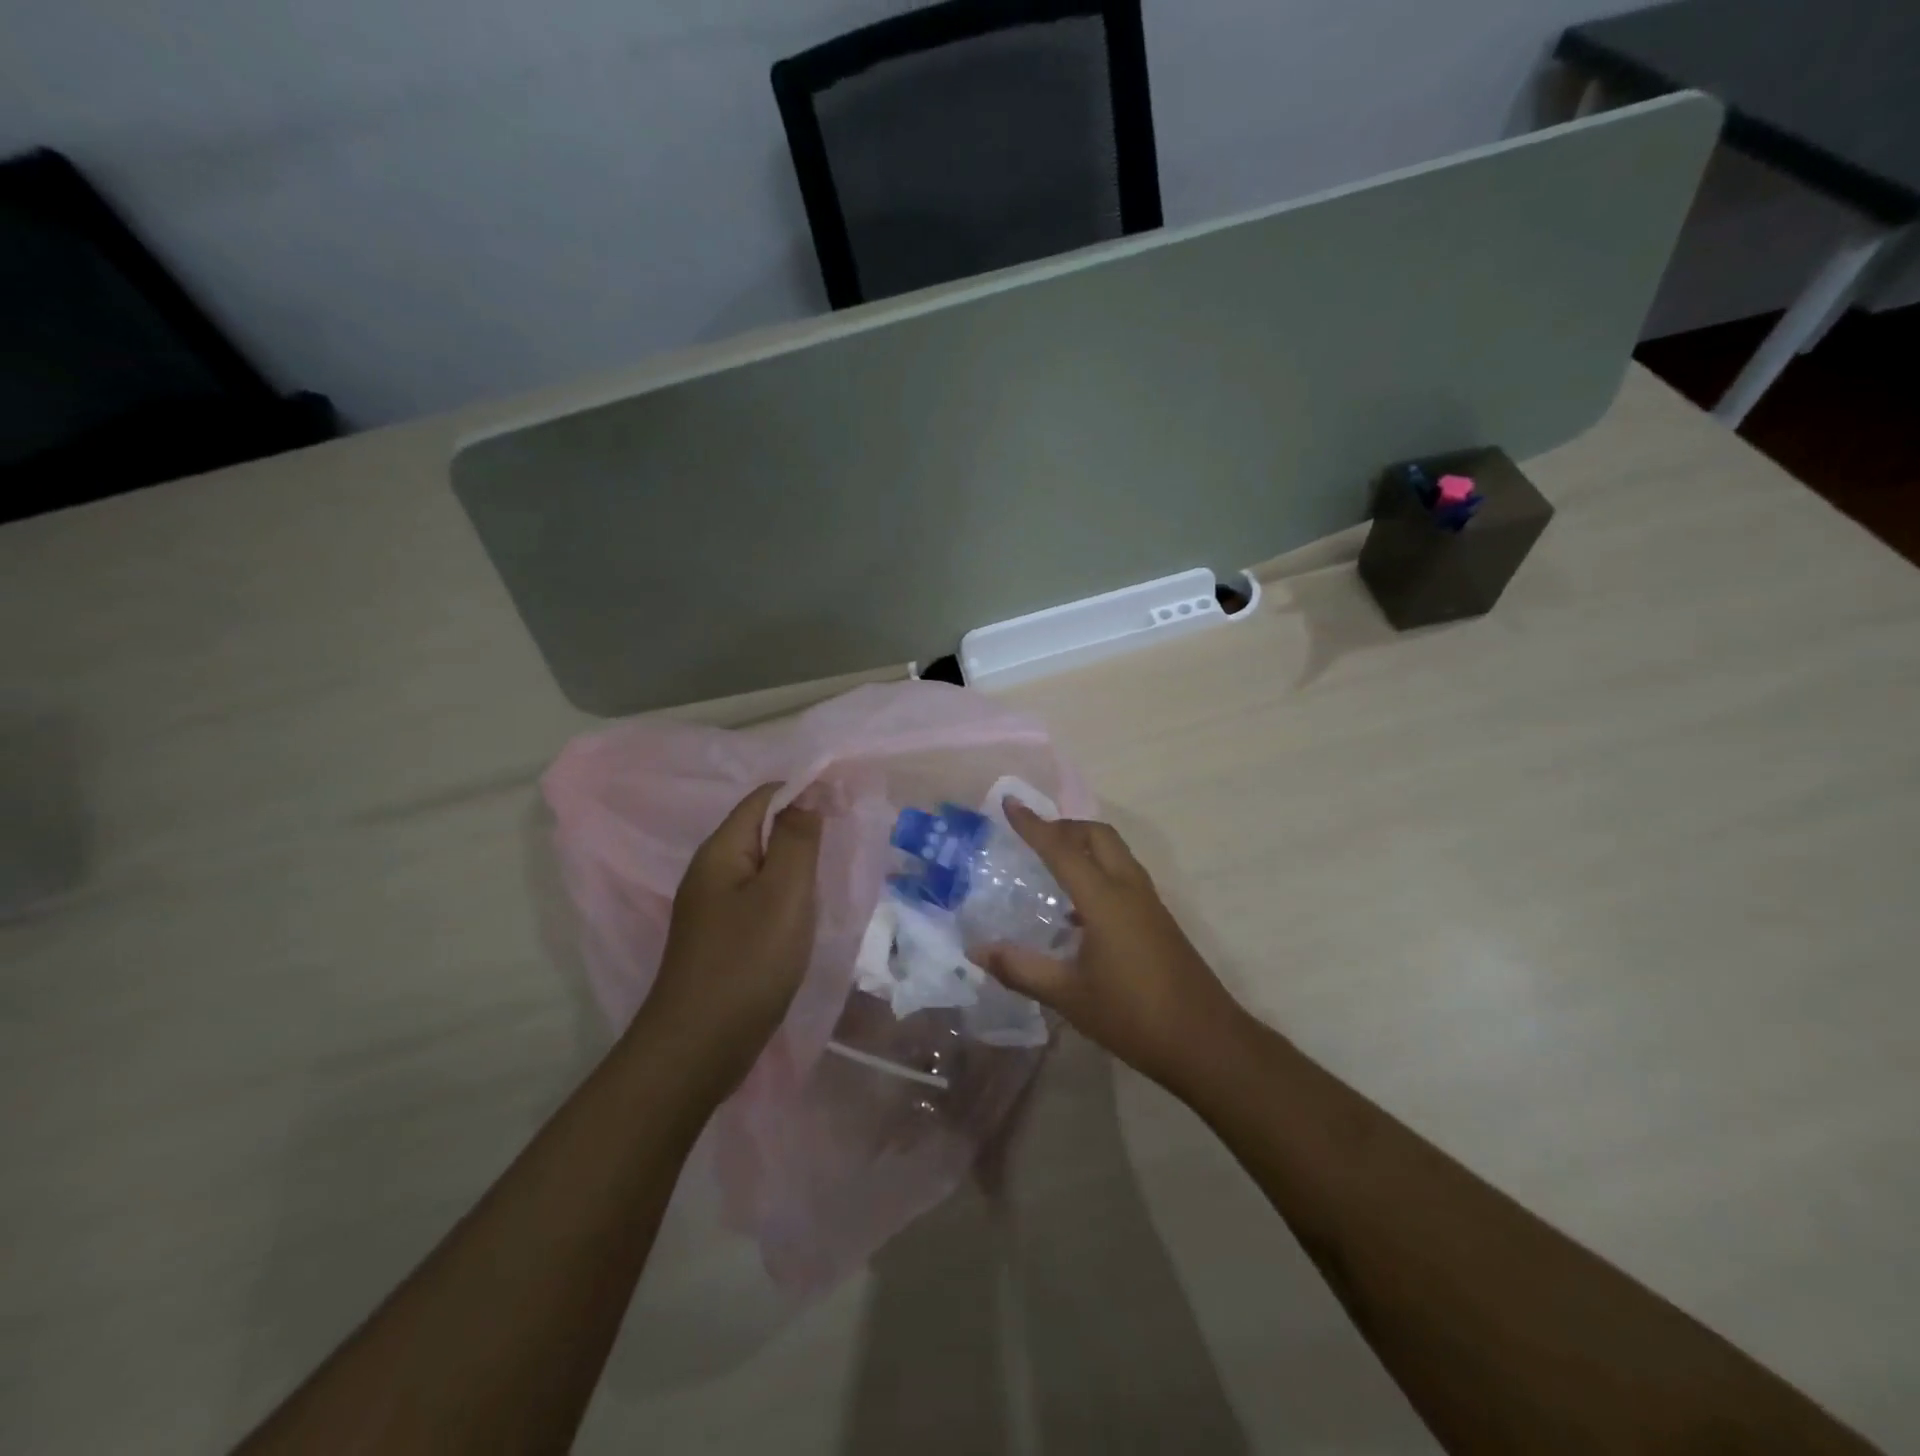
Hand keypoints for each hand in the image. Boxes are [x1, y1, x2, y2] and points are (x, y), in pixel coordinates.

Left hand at [643, 783, 821, 1093]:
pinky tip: (806, 912)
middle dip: (804, 825)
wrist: (698, 1049)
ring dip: (797, 861)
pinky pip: (759, 898)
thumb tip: (810, 791)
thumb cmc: (747, 963)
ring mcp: (713, 908)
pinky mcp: (721, 938)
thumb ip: (798, 838)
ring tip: (834, 872)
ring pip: (762, 866)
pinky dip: (786, 893)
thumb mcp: (783, 894)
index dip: (806, 791)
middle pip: (761, 829)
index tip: (848, 803)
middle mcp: (711, 872)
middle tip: (847, 839)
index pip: (765, 798)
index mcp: (721, 852)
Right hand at [977, 803, 1249, 1093]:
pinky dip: (1098, 870)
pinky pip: (1123, 875)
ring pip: (1115, 852)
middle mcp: (1129, 889)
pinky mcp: (1158, 919)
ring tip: (1051, 864)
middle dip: (1064, 826)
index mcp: (1105, 899)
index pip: (1062, 849)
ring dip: (1084, 845)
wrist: (1206, 1042)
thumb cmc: (1133, 1016)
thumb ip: (1021, 969)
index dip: (1033, 825)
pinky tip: (1077, 909)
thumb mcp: (1069, 996)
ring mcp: (1149, 903)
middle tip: (1032, 836)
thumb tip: (977, 951)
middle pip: (1098, 835)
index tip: (1009, 802)